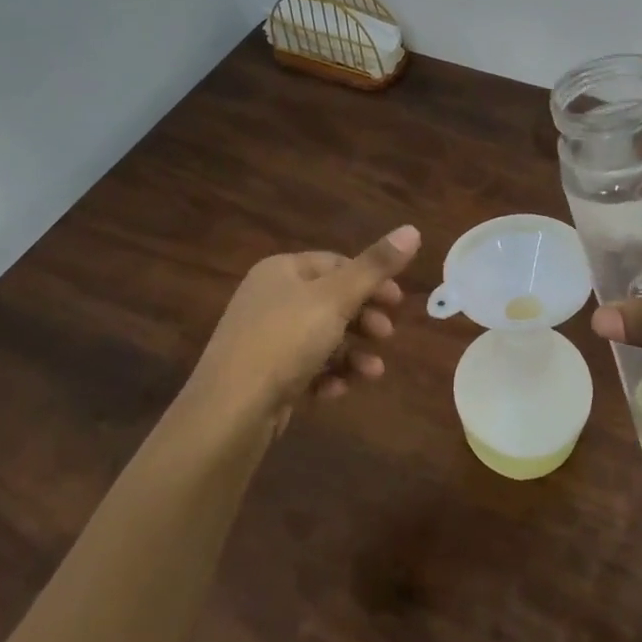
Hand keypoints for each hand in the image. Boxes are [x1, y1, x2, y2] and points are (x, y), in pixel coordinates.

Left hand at [188, 225, 421, 433]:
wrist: (228, 413)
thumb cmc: (285, 342)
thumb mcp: (336, 299)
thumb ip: (376, 266)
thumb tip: (413, 229)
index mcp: (281, 271)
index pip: (336, 263)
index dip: (371, 280)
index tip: (398, 302)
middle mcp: (269, 299)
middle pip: (330, 301)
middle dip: (364, 320)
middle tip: (387, 336)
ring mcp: (264, 339)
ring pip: (321, 338)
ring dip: (352, 353)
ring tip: (373, 373)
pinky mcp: (263, 376)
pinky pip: (304, 368)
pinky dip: (327, 376)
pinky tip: (337, 391)